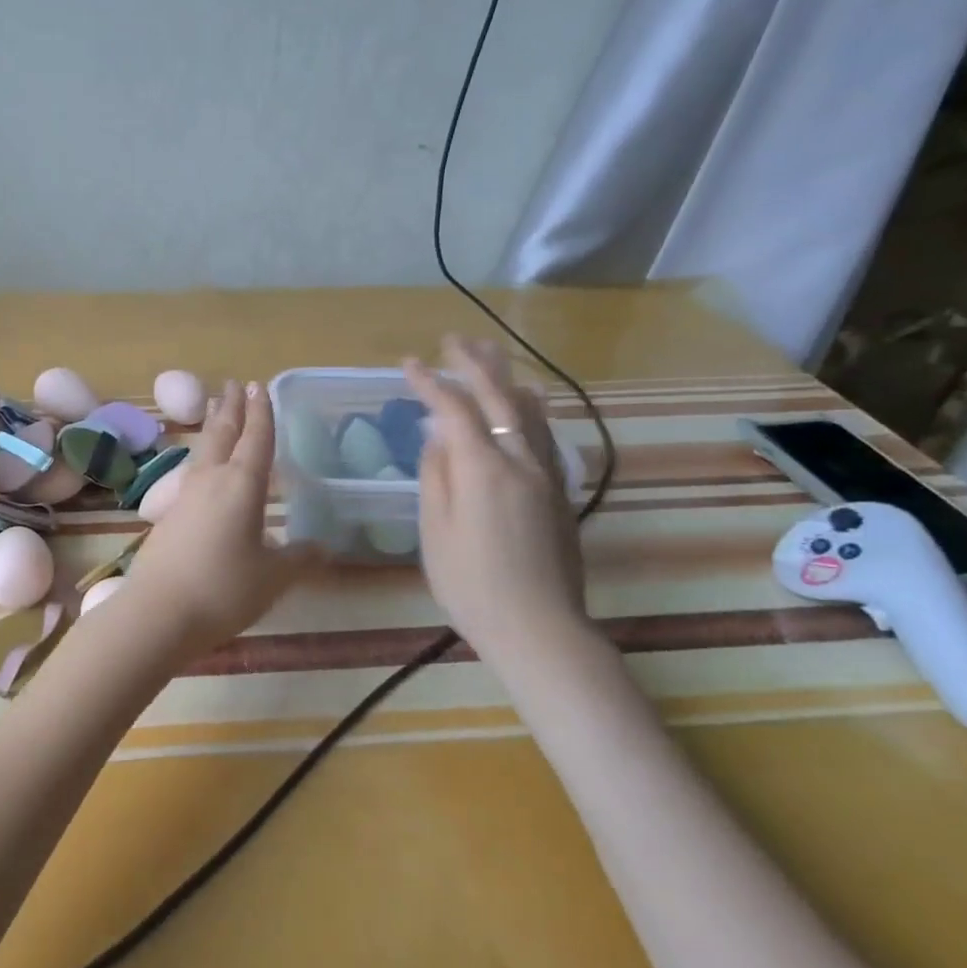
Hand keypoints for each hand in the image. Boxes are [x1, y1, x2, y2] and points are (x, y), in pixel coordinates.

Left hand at [117, 380, 316, 655]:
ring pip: (202, 451)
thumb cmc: (224, 589)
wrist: (158, 613)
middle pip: (222, 434)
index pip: (257, 439)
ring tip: (215, 411)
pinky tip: (203, 472)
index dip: (262, 413)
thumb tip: (322, 547)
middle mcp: (211, 481)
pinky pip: (191, 475)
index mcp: (242, 485)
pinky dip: (202, 459)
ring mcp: (184, 497)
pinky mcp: (167, 517)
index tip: (260, 386)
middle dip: (231, 407)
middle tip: (233, 384)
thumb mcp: (273, 577)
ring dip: (212, 427)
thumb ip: (299, 558)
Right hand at [404, 336, 589, 662]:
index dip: (429, 383)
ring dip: (506, 377)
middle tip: (454, 340)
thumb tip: (437, 438)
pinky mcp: (558, 490)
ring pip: (528, 410)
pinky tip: (527, 402)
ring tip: (490, 354)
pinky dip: (529, 407)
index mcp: (483, 469)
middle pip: (498, 397)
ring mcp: (545, 474)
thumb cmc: (471, 584)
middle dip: (473, 365)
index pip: (454, 410)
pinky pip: (544, 432)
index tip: (408, 363)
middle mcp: (519, 460)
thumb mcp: (435, 532)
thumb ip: (435, 477)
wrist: (538, 627)